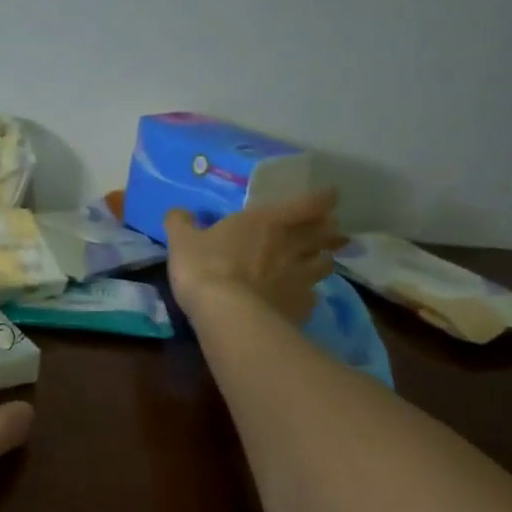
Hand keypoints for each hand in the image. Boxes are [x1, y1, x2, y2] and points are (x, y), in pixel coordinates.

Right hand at [165, 189, 344, 324]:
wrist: (227, 315)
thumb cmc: (206, 268)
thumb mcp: (182, 241)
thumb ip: (181, 223)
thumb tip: (177, 212)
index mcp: (268, 222)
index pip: (309, 204)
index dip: (322, 198)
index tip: (330, 195)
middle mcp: (292, 245)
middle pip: (325, 234)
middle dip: (331, 232)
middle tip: (333, 232)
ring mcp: (301, 278)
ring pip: (325, 265)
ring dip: (323, 262)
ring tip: (320, 264)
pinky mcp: (302, 308)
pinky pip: (312, 298)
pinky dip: (308, 296)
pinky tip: (300, 300)